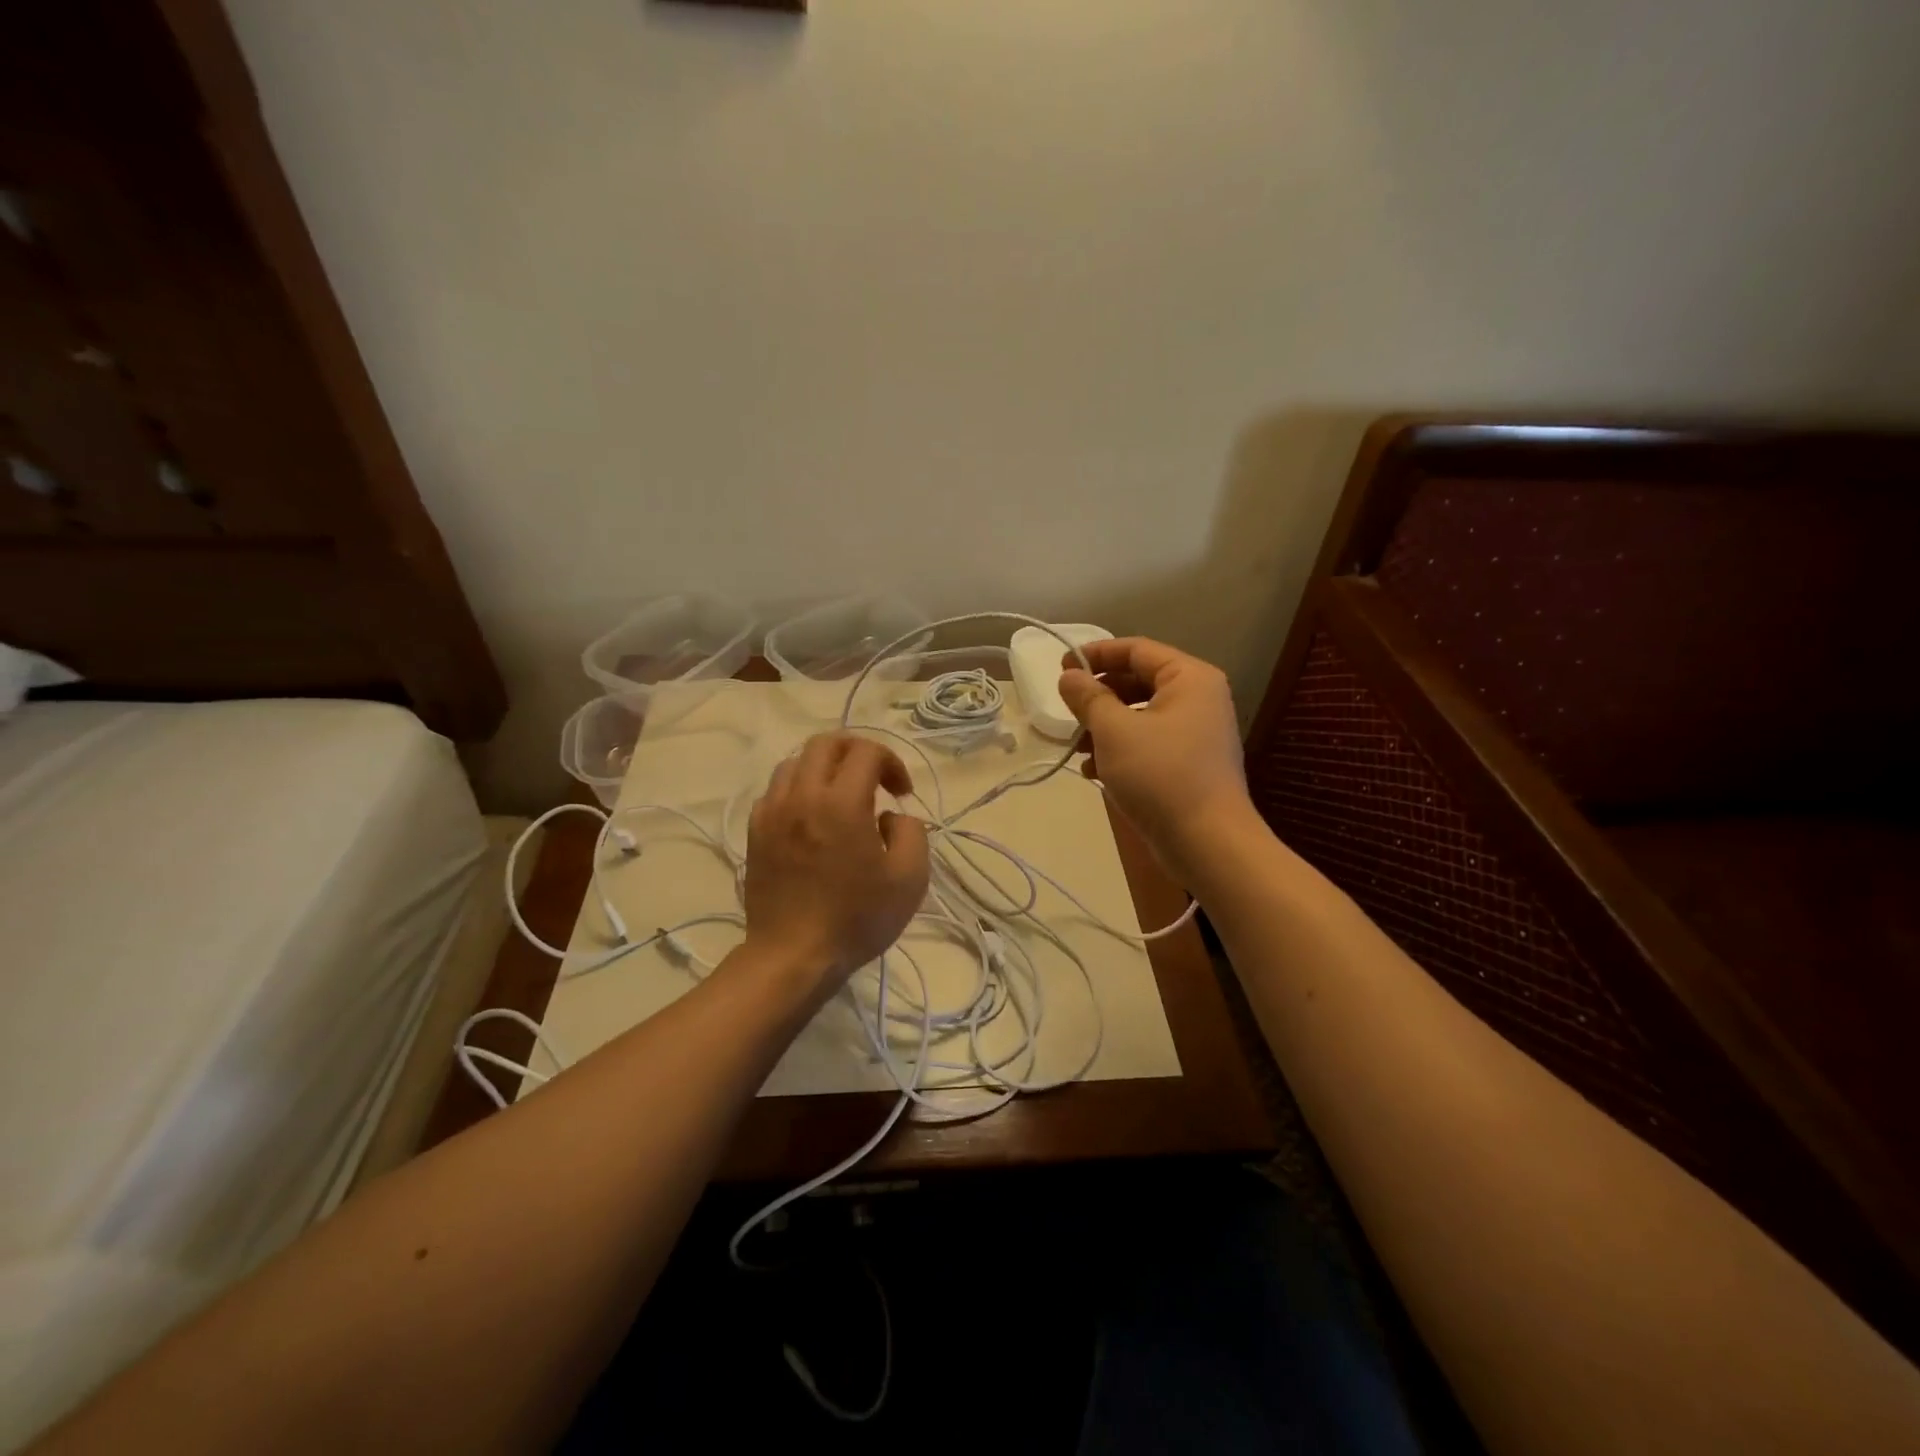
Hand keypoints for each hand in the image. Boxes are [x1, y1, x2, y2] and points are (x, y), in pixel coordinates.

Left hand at [743, 732, 930, 1002]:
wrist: (793, 956)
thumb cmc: (856, 919)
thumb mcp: (910, 878)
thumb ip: (911, 831)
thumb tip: (889, 816)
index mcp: (842, 802)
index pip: (866, 751)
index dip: (892, 762)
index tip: (901, 793)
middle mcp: (802, 795)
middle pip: (826, 742)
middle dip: (856, 751)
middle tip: (874, 779)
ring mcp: (772, 812)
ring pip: (796, 762)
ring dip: (824, 768)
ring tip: (842, 797)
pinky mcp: (755, 831)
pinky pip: (776, 790)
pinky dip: (798, 790)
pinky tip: (811, 818)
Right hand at [1058, 638, 1250, 876]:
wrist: (1207, 842)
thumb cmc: (1160, 775)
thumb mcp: (1114, 731)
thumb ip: (1088, 698)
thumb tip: (1069, 677)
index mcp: (1189, 678)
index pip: (1137, 649)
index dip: (1096, 654)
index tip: (1061, 668)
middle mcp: (1198, 698)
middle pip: (1138, 681)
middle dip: (1099, 697)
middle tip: (1069, 712)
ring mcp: (1196, 733)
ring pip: (1139, 715)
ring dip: (1104, 728)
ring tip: (1079, 749)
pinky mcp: (1188, 763)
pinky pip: (1148, 743)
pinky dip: (1120, 751)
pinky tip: (1095, 772)